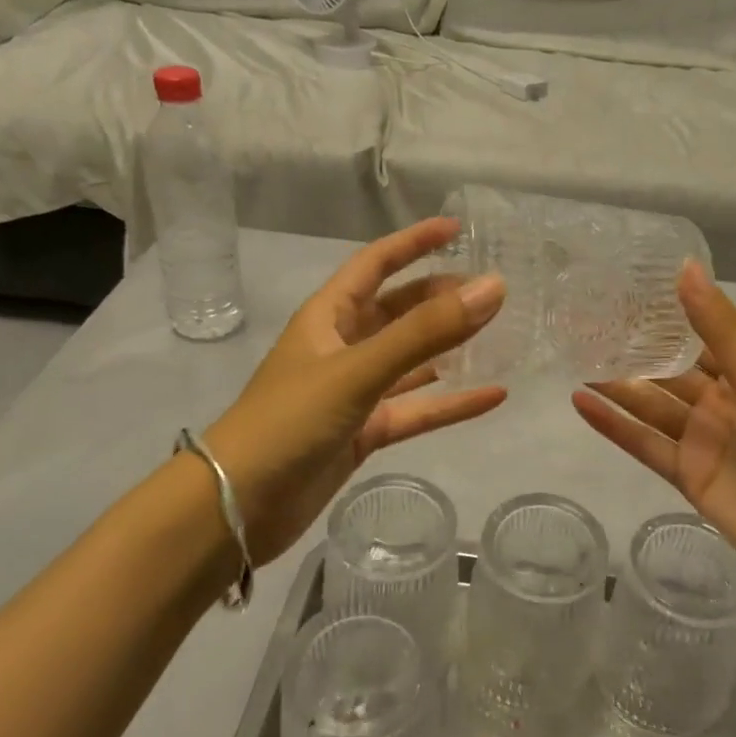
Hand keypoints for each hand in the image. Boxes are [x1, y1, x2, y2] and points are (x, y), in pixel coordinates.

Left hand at [203, 218, 505, 565]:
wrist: (239, 506)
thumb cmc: (290, 421)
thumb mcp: (358, 370)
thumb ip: (425, 332)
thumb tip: (492, 289)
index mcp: (328, 317)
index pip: (375, 263)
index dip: (414, 242)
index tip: (458, 229)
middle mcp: (342, 347)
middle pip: (398, 310)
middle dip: (439, 297)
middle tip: (490, 292)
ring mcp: (354, 392)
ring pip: (411, 359)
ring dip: (448, 347)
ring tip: (496, 334)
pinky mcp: (364, 432)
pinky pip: (417, 409)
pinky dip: (451, 403)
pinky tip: (492, 397)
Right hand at [572, 262, 735, 601]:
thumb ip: (721, 331)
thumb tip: (685, 267)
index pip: (695, 337)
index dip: (661, 316)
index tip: (619, 290)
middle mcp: (719, 403)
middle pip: (665, 372)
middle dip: (630, 350)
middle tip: (581, 323)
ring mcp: (701, 441)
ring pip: (649, 406)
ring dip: (614, 384)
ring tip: (572, 356)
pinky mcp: (687, 477)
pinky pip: (644, 445)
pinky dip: (614, 426)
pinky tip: (582, 402)